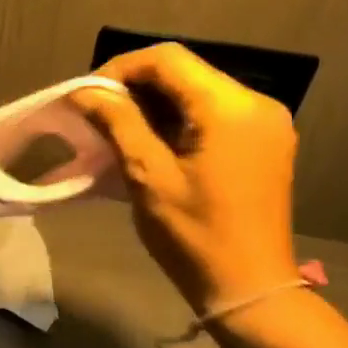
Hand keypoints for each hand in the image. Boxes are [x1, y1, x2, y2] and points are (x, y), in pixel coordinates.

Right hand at [75, 44, 299, 313]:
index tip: (86, 97)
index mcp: (231, 108)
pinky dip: (176, 119)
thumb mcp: (148, 176)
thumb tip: (83, 92)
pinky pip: (212, 113)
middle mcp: (256, 103)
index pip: (167, 59)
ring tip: (116, 128)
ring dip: (153, 103)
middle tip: (96, 114)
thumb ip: (117, 123)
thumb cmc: (195, 235)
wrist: (249, 288)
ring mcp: (264, 122)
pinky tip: (149, 142)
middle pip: (184, 72)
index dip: (119, 69)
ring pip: (196, 91)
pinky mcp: (263, 142)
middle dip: (134, 87)